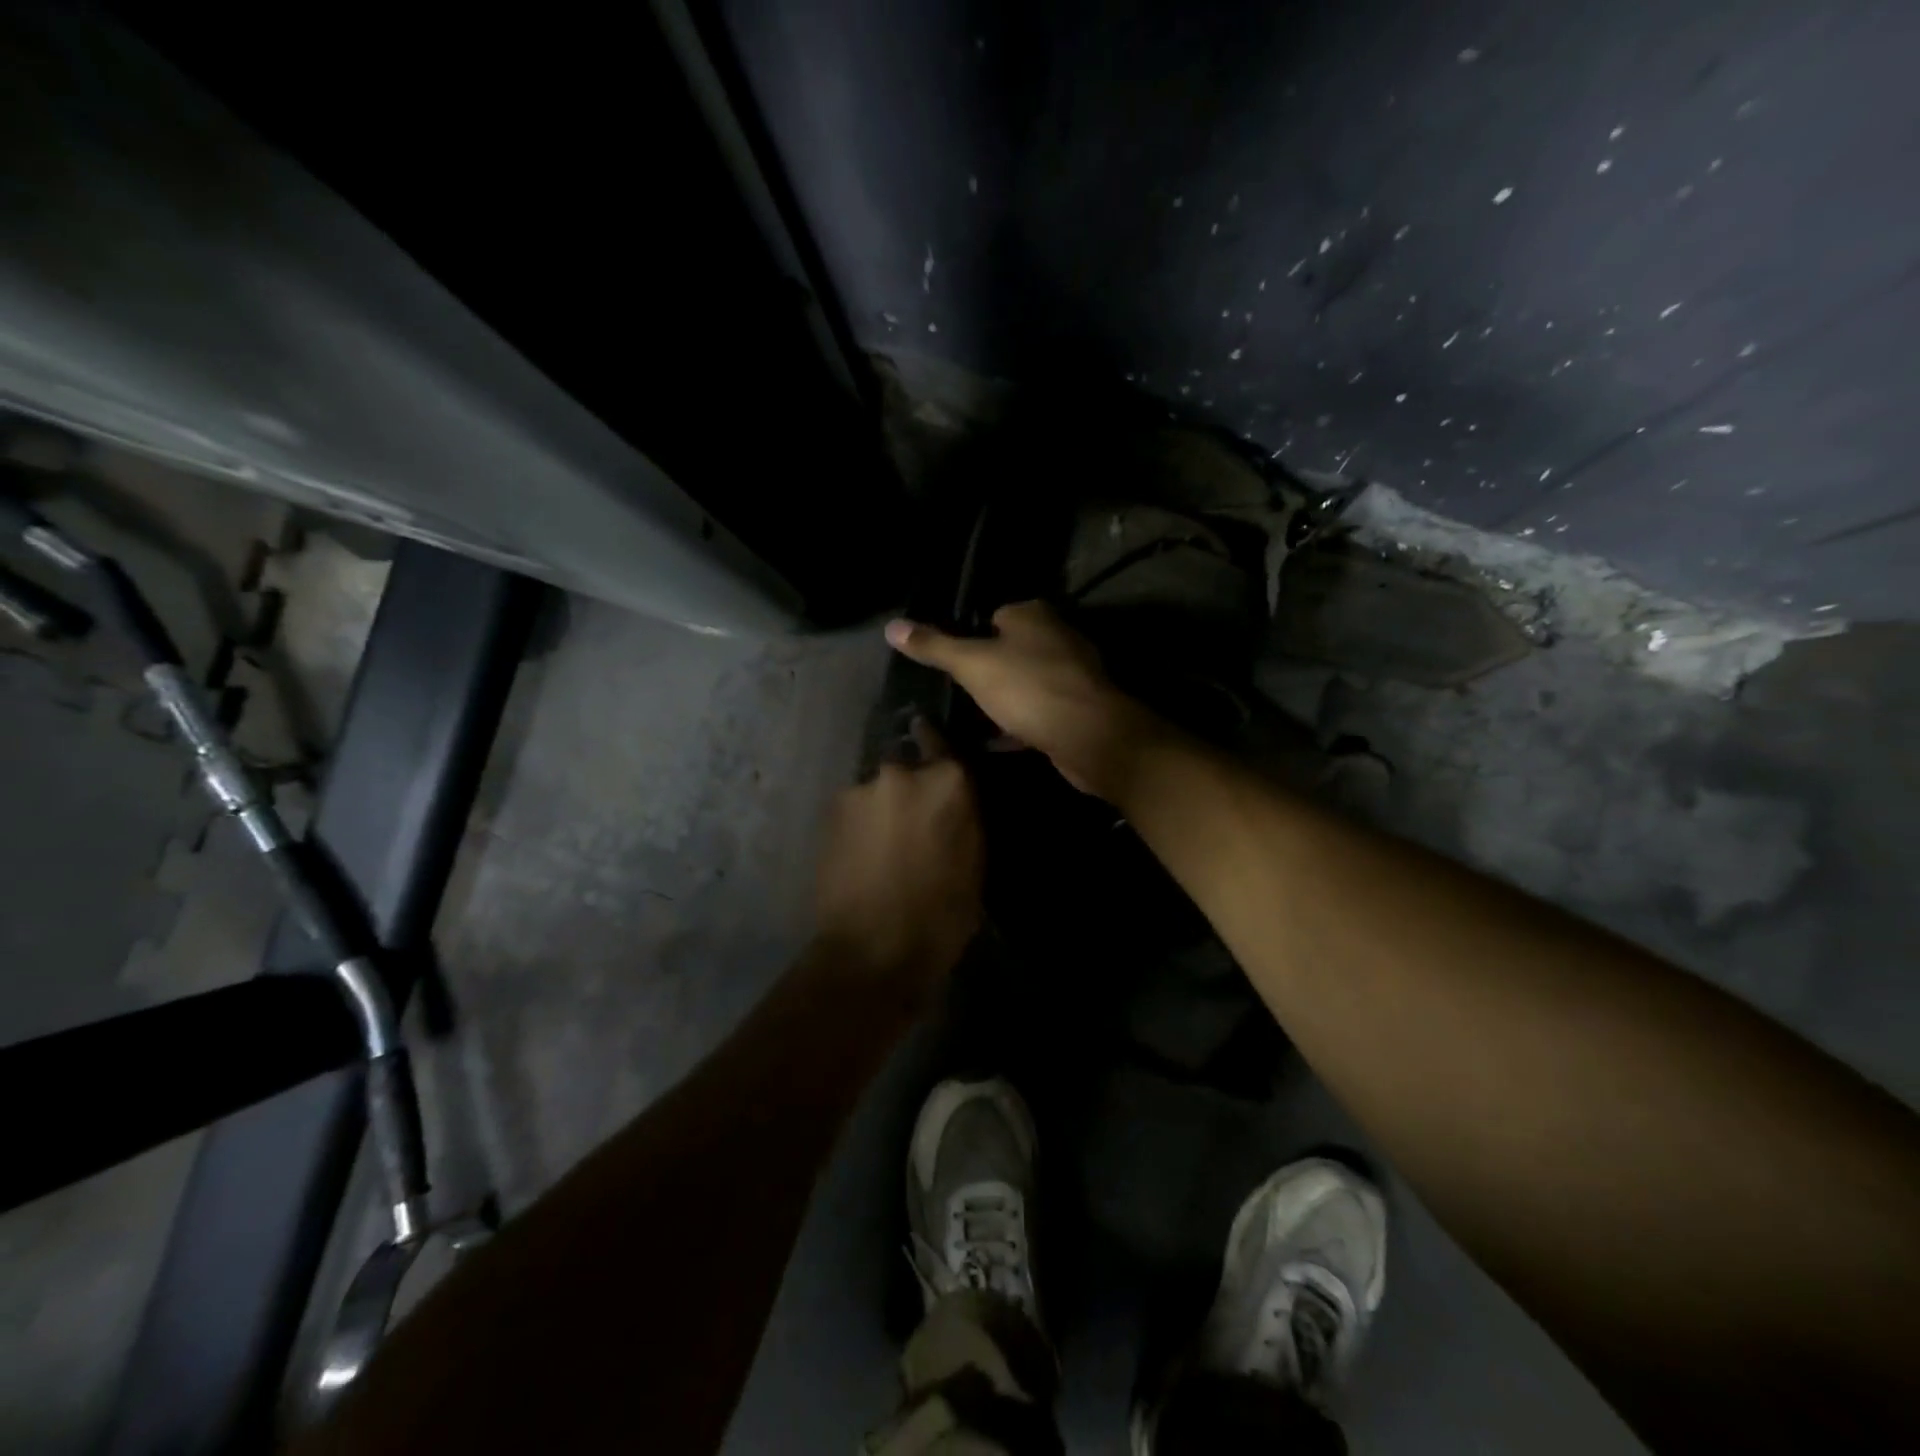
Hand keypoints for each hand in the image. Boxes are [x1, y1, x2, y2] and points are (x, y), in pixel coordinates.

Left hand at [812, 722, 982, 1004]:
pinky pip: (855, 808)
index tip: (939, 761)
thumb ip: (964, 816)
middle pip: (909, 768)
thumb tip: (955, 798)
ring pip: (879, 790)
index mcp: (947, 781)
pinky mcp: (830, 812)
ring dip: (884, 807)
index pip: (946, 744)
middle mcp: (901, 771)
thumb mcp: (974, 863)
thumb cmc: (941, 915)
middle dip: (913, 789)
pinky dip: (862, 823)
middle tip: (916, 823)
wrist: (871, 950)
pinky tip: (864, 853)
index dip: (942, 754)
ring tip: (886, 845)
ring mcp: (860, 790)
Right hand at [884, 602, 1159, 796]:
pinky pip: (1040, 710)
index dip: (971, 637)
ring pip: (1026, 682)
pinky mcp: (1079, 708)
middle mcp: (1057, 636)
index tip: (952, 663)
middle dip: (988, 670)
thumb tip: (891, 626)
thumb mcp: (972, 664)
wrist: (1089, 735)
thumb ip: (934, 646)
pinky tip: (1000, 741)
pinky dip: (1021, 723)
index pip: (994, 616)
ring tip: (972, 718)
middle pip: (1011, 649)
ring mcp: (1072, 673)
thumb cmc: (1028, 688)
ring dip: (1005, 699)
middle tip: (957, 693)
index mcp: (1033, 615)